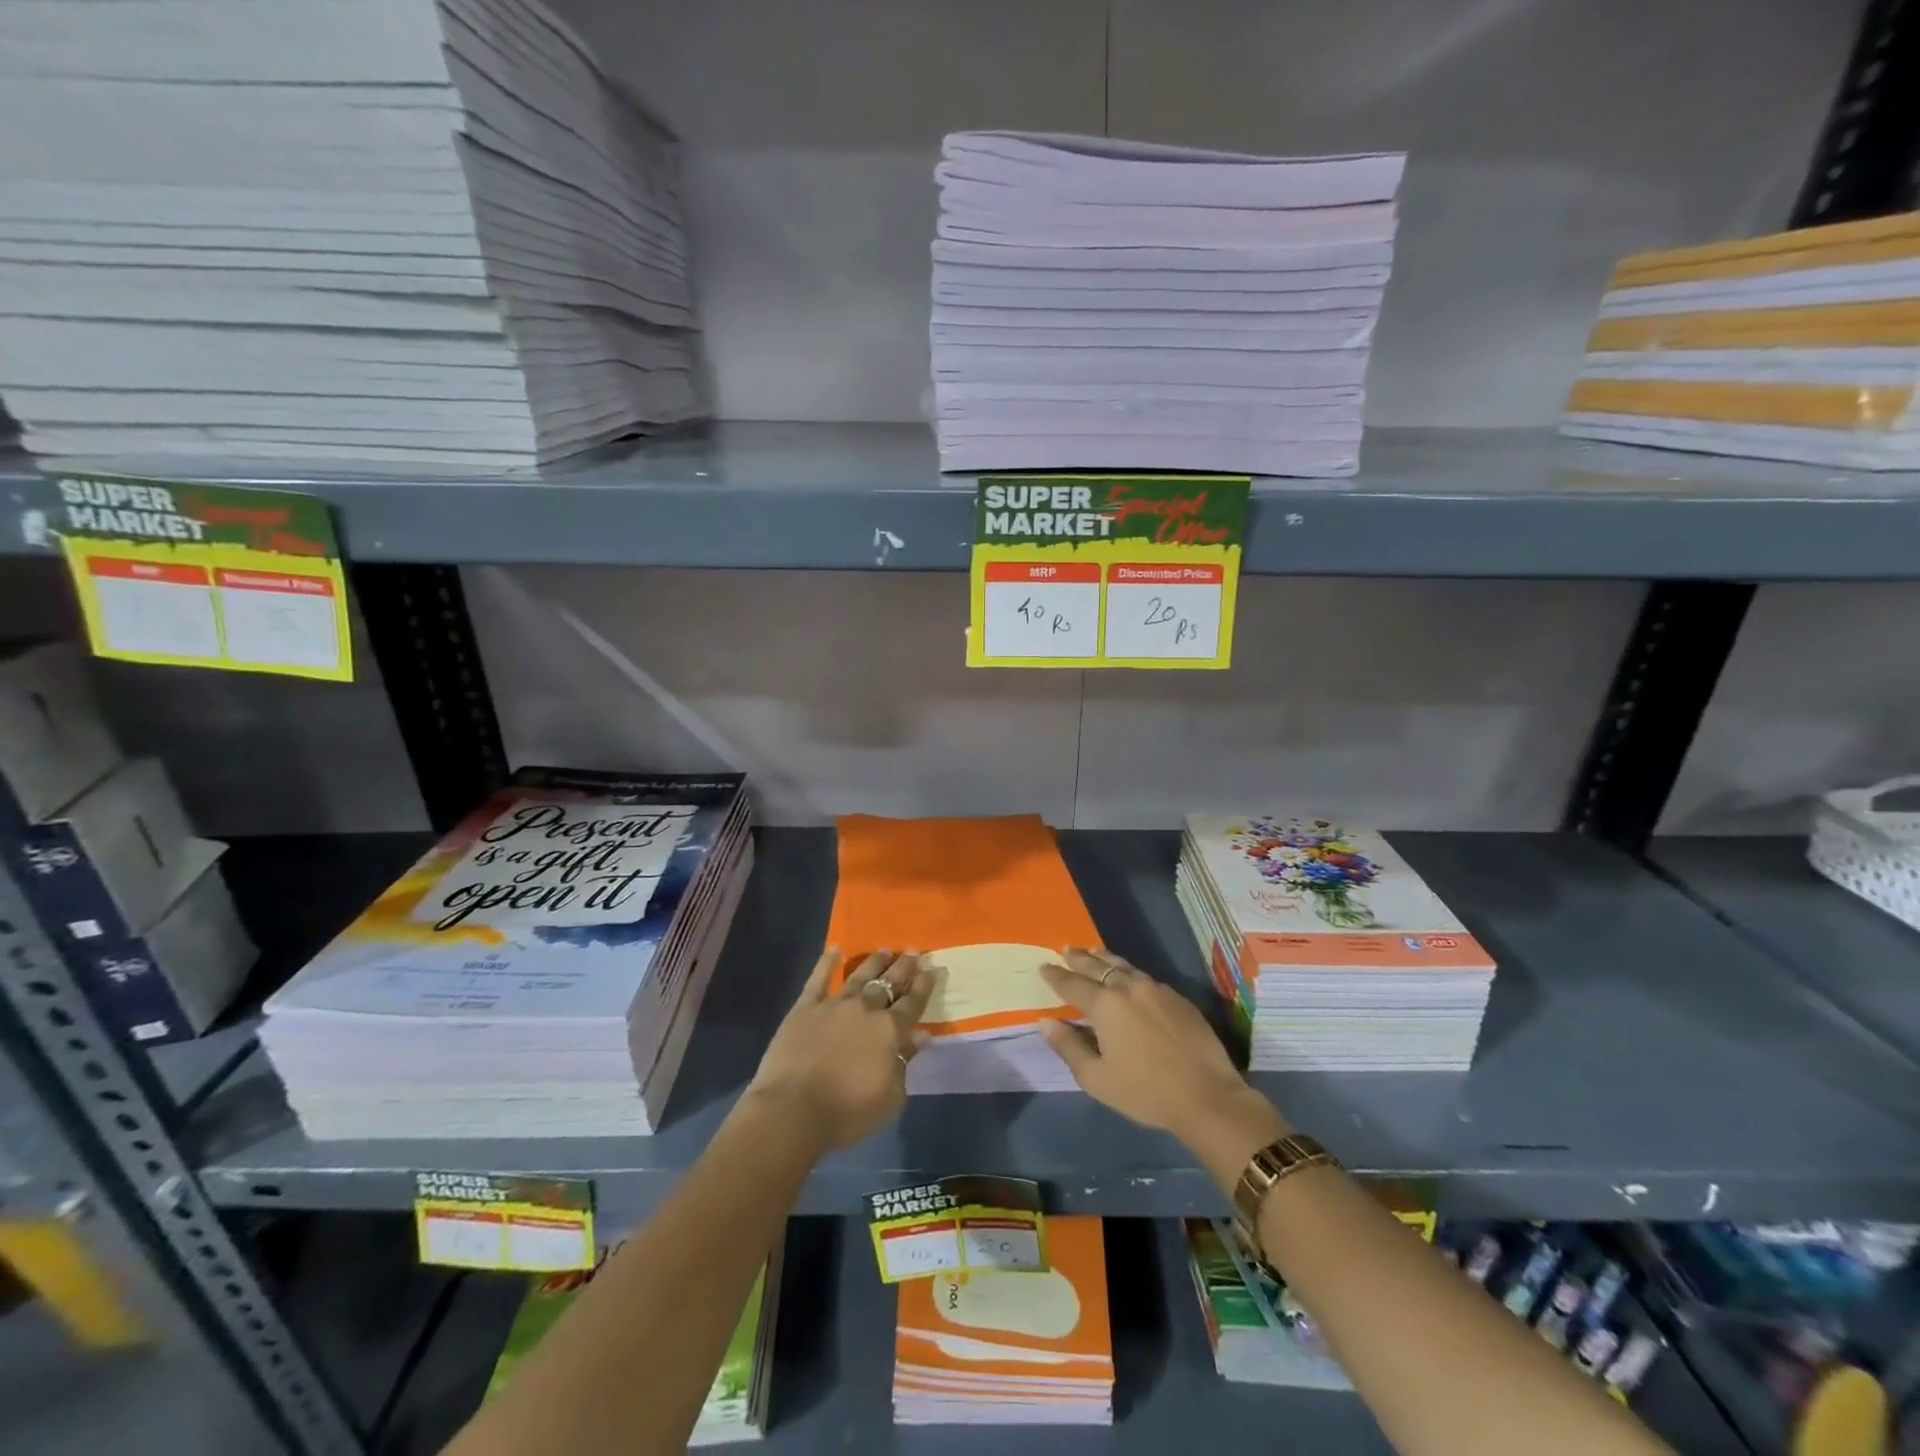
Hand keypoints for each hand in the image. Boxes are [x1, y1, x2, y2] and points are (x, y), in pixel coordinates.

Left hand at [746, 949, 935, 1150]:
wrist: (793, 1110)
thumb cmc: (847, 1111)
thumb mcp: (890, 1097)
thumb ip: (905, 1063)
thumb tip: (922, 1036)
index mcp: (890, 1030)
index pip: (913, 1002)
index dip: (925, 985)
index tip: (935, 967)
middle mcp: (865, 1009)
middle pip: (888, 983)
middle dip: (903, 967)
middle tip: (913, 951)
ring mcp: (834, 1004)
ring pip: (859, 976)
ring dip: (874, 962)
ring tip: (885, 950)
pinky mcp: (805, 1008)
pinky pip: (818, 979)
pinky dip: (827, 963)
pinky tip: (834, 949)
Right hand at [1041, 948, 1282, 1149]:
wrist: (1207, 1096)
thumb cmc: (1145, 1091)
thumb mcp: (1097, 1078)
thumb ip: (1068, 1046)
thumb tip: (1046, 1023)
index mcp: (1105, 1004)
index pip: (1072, 983)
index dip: (1055, 975)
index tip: (1043, 967)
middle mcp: (1129, 987)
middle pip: (1098, 966)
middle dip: (1079, 958)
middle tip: (1065, 950)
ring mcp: (1156, 989)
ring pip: (1123, 966)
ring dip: (1104, 959)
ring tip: (1093, 953)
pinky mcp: (1178, 998)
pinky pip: (1144, 977)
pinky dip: (1128, 972)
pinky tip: (1128, 978)